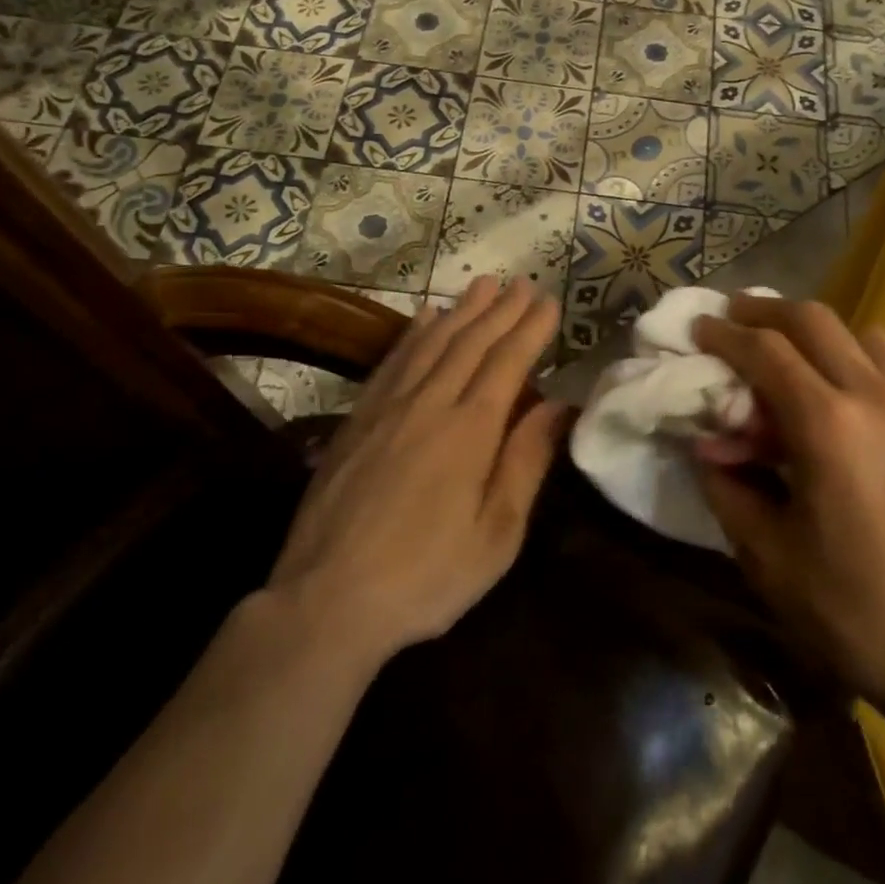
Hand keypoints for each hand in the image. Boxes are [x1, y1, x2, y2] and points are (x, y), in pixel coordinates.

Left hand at [269, 277, 566, 662]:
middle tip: (522, 282)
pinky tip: (424, 317)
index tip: (548, 302)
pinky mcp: (356, 420)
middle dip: (501, 309)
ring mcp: (387, 408)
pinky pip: (392, 360)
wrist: (326, 601)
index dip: (530, 329)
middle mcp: (429, 404)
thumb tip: (558, 405)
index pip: (507, 363)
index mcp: (470, 431)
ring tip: (482, 284)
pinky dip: (413, 332)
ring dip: (461, 309)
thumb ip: (526, 462)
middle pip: (471, 342)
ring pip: (431, 342)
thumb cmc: (427, 577)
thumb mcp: (496, 535)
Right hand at [691, 296, 884, 710]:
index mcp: (828, 426)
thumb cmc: (853, 611)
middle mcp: (877, 400)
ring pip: (865, 336)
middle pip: (815, 320)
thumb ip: (728, 486)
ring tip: (796, 360)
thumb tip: (708, 445)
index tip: (700, 329)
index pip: (765, 351)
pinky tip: (851, 408)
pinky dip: (862, 366)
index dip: (724, 334)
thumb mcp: (767, 555)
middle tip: (736, 320)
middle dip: (766, 312)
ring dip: (820, 335)